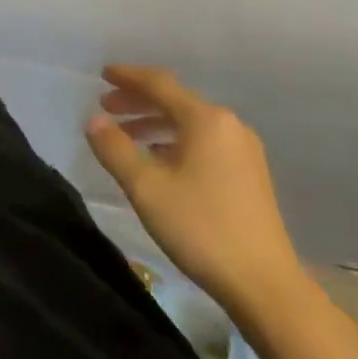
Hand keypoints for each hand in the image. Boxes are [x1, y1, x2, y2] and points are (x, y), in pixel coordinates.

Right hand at [85, 65, 304, 315]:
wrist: (263, 283)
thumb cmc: (200, 227)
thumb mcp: (145, 187)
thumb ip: (115, 148)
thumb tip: (94, 120)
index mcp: (205, 120)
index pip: (159, 84)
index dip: (128, 77)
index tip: (102, 74)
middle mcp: (228, 125)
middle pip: (175, 100)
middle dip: (138, 100)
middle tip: (106, 106)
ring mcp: (242, 150)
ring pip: (189, 122)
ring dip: (154, 122)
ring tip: (125, 135)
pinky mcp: (248, 174)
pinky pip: (202, 141)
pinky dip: (174, 140)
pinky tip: (158, 159)